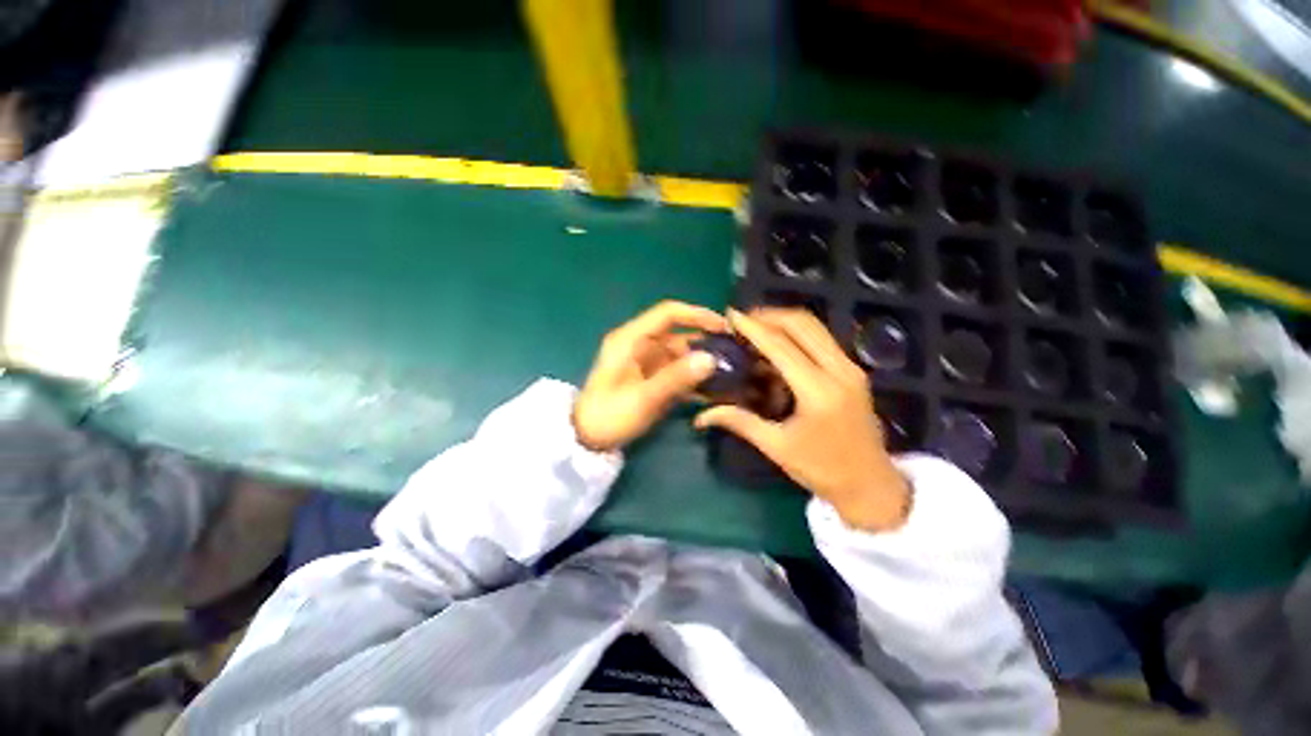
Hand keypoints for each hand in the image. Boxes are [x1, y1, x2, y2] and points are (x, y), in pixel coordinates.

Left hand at [574, 301, 727, 451]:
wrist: (587, 440)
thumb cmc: (609, 415)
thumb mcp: (643, 398)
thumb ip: (676, 378)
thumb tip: (711, 358)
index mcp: (631, 339)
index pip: (668, 314)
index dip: (697, 315)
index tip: (724, 326)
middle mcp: (640, 345)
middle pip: (678, 334)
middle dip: (706, 342)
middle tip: (735, 354)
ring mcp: (646, 363)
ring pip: (681, 355)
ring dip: (702, 363)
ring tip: (731, 373)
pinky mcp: (651, 379)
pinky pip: (677, 372)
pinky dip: (693, 378)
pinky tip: (713, 390)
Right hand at [694, 308, 910, 531]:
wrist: (872, 486)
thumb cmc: (823, 470)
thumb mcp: (777, 448)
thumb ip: (740, 422)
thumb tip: (702, 416)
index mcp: (818, 391)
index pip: (780, 346)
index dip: (753, 327)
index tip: (731, 314)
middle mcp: (839, 370)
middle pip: (802, 324)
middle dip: (769, 315)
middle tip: (742, 321)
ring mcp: (850, 368)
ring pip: (815, 327)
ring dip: (783, 321)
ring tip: (756, 328)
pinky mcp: (853, 371)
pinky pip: (821, 339)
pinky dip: (797, 333)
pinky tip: (777, 345)